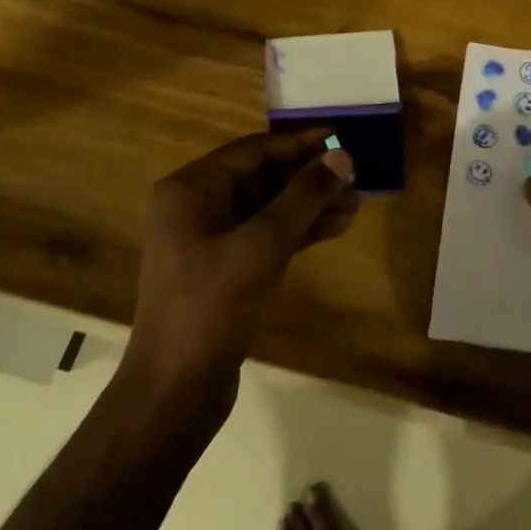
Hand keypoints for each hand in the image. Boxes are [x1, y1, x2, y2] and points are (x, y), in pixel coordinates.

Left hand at [124, 131, 357, 417]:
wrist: (175, 391)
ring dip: (310, 205)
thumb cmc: (212, 306)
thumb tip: (342, 156)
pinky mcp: (225, 268)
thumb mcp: (263, 245)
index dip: (300, 143)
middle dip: (309, 178)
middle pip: (263, 177)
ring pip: (268, 208)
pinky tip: (335, 227)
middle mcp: (197, 206)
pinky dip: (298, 230)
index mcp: (191, 189)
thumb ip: (304, 196)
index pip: (254, 150)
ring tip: (355, 205)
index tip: (341, 138)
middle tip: (355, 178)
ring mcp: (209, 239)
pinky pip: (266, 235)